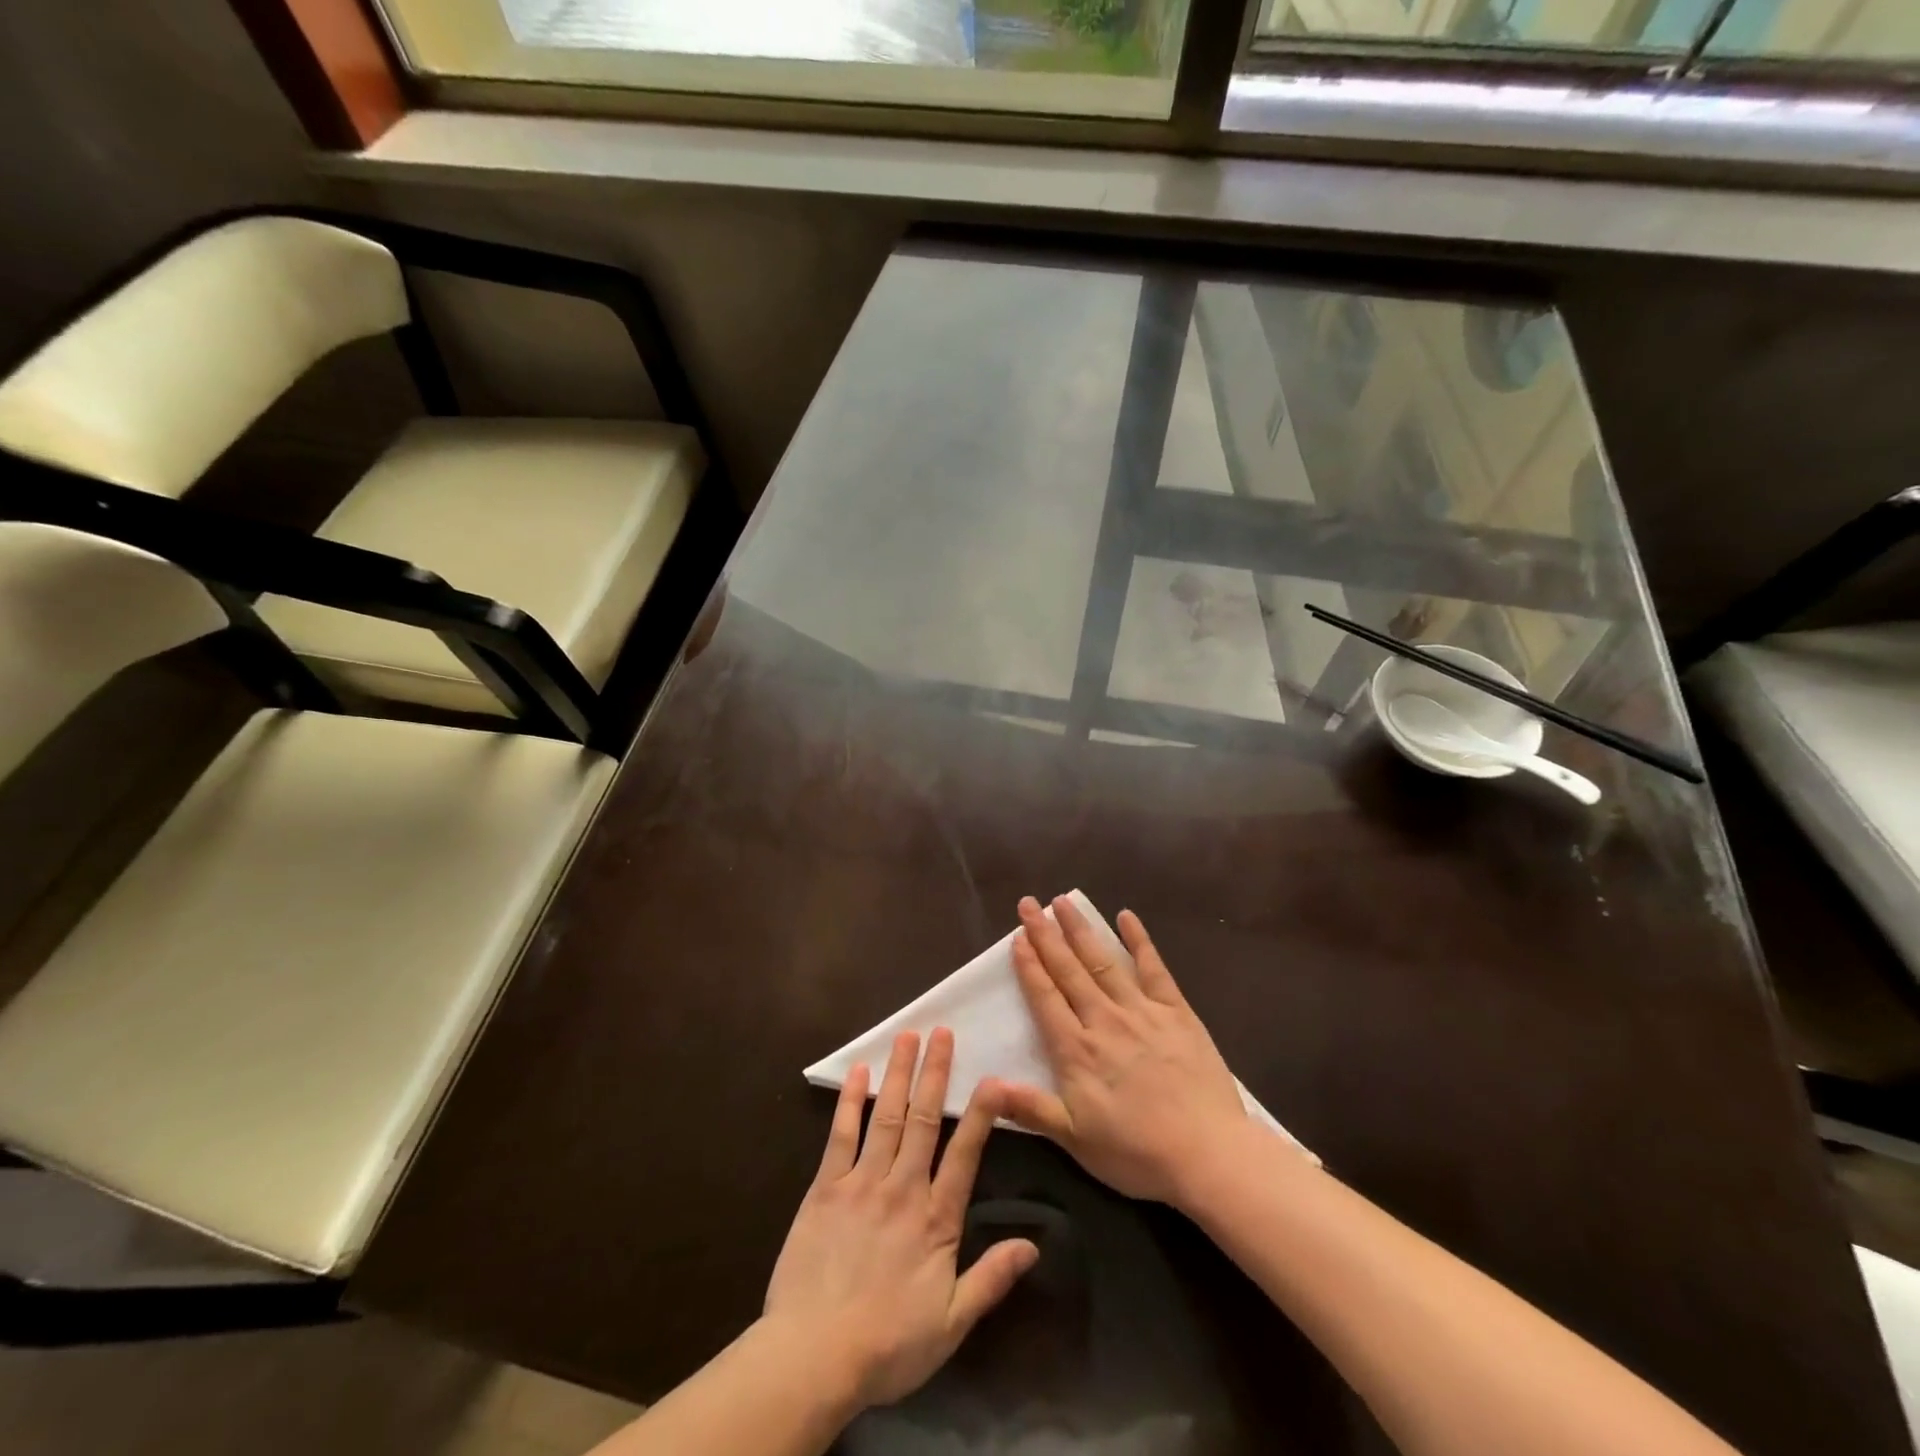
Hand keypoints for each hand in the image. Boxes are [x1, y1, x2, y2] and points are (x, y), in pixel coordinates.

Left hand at [763, 1028, 1037, 1411]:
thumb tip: (1034, 1245)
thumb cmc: (888, 1345)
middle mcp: (903, 1188)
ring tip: (908, 1036)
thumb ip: (991, 1279)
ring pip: (887, 1116)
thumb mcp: (951, 1324)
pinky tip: (858, 1072)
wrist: (814, 1356)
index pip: (965, 1155)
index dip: (981, 1114)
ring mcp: (862, 1182)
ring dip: (899, 1074)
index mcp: (936, 1219)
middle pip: (925, 1120)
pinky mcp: (826, 1187)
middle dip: (935, 1073)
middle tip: (943, 1031)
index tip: (992, 1078)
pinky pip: (841, 1135)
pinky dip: (851, 1101)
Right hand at [995, 895, 1272, 1206]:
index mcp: (1077, 1050)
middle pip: (1068, 970)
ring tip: (1063, 901)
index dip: (1029, 965)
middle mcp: (1104, 1020)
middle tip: (1029, 904)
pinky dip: (1139, 941)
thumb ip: (1031, 1108)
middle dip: (1046, 935)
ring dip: (1081, 930)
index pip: (1046, 997)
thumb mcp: (1076, 1139)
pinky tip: (1126, 917)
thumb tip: (986, 1087)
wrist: (1207, 1154)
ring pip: (1103, 961)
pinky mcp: (1175, 1012)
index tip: (1017, 937)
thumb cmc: (1137, 1152)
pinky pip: (1154, 969)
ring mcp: (1141, 1012)